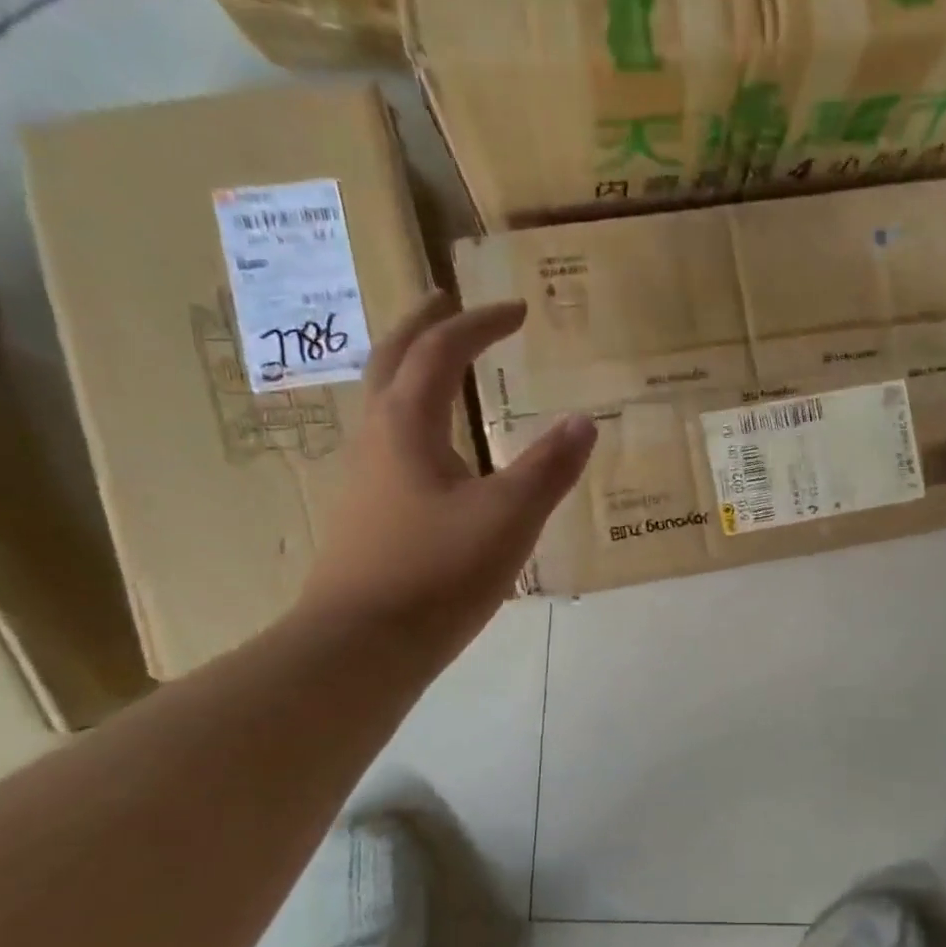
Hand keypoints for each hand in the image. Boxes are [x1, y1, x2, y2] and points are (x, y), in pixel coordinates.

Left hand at [300, 294, 594, 656]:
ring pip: (385, 403)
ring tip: (445, 368)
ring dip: (413, 370)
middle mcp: (377, 440)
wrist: (360, 646)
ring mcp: (365, 479)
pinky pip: (392, 443)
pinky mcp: (369, 514)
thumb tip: (585, 420)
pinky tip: (439, 451)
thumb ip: (549, 467)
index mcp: (406, 426)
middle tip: (449, 301)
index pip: (440, 352)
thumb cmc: (436, 573)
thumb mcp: (508, 518)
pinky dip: (416, 418)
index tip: (518, 309)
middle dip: (423, 325)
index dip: (480, 323)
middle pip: (392, 361)